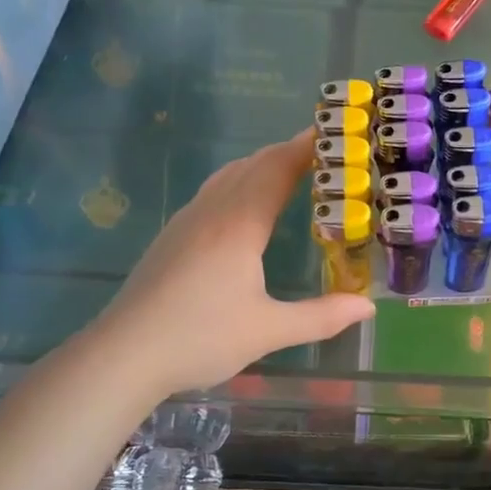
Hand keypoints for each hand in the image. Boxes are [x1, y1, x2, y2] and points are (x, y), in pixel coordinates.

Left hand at [85, 131, 373, 395]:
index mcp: (239, 224)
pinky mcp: (172, 236)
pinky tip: (244, 204)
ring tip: (290, 169)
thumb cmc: (200, 338)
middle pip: (254, 165)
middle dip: (288, 152)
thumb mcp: (268, 331)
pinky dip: (240, 180)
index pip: (278, 169)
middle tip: (323, 152)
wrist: (123, 355)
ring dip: (262, 164)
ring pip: (229, 174)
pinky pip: (213, 191)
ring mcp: (187, 221)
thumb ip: (322, 317)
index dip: (305, 148)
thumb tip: (367, 307)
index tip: (333, 133)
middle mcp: (213, 211)